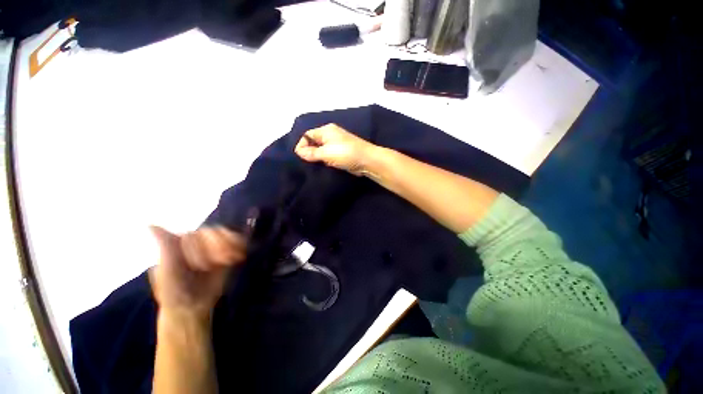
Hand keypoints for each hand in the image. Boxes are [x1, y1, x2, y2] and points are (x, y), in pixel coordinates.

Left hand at [149, 226, 246, 318]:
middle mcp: (194, 241)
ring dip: (230, 245)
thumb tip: (151, 224)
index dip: (200, 249)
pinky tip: (238, 256)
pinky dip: (239, 244)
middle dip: (217, 248)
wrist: (193, 306)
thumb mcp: (167, 274)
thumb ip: (166, 249)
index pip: (193, 236)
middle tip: (220, 263)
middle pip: (211, 233)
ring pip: (224, 233)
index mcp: (177, 244)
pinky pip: (235, 239)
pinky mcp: (225, 249)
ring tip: (231, 260)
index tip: (203, 266)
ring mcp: (211, 245)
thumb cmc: (174, 294)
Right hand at [294, 124, 376, 175]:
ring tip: (314, 166)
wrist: (367, 160)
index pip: (307, 135)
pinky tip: (324, 166)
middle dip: (309, 152)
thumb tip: (299, 152)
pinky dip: (325, 160)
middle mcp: (331, 134)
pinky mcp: (342, 152)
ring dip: (318, 157)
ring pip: (322, 150)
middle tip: (306, 163)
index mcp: (326, 130)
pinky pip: (329, 155)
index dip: (302, 145)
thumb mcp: (326, 153)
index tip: (301, 157)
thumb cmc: (345, 153)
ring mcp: (337, 143)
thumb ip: (311, 153)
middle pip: (314, 142)